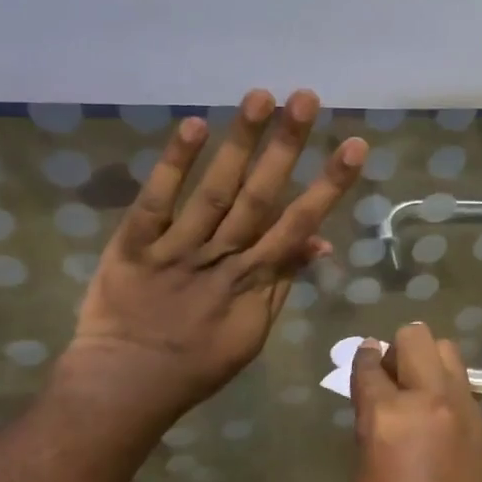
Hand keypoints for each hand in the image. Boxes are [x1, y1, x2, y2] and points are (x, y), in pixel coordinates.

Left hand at [64, 88, 365, 422]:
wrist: (127, 385)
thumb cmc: (198, 364)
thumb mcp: (254, 332)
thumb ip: (284, 283)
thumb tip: (321, 244)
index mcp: (254, 280)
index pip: (300, 224)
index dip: (329, 185)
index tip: (354, 146)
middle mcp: (222, 256)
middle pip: (261, 195)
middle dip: (287, 146)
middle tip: (306, 98)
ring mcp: (178, 248)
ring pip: (215, 190)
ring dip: (239, 143)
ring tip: (260, 97)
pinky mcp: (134, 244)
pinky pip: (156, 201)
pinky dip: (174, 165)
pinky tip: (195, 126)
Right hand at [349, 324, 481, 481]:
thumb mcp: (363, 477)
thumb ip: (370, 428)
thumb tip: (376, 405)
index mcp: (389, 414)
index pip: (370, 366)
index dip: (362, 359)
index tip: (363, 357)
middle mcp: (429, 398)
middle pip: (416, 337)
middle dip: (398, 347)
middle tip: (390, 375)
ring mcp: (463, 407)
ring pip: (447, 351)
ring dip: (428, 359)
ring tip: (416, 390)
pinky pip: (462, 384)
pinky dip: (446, 386)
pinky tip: (437, 416)